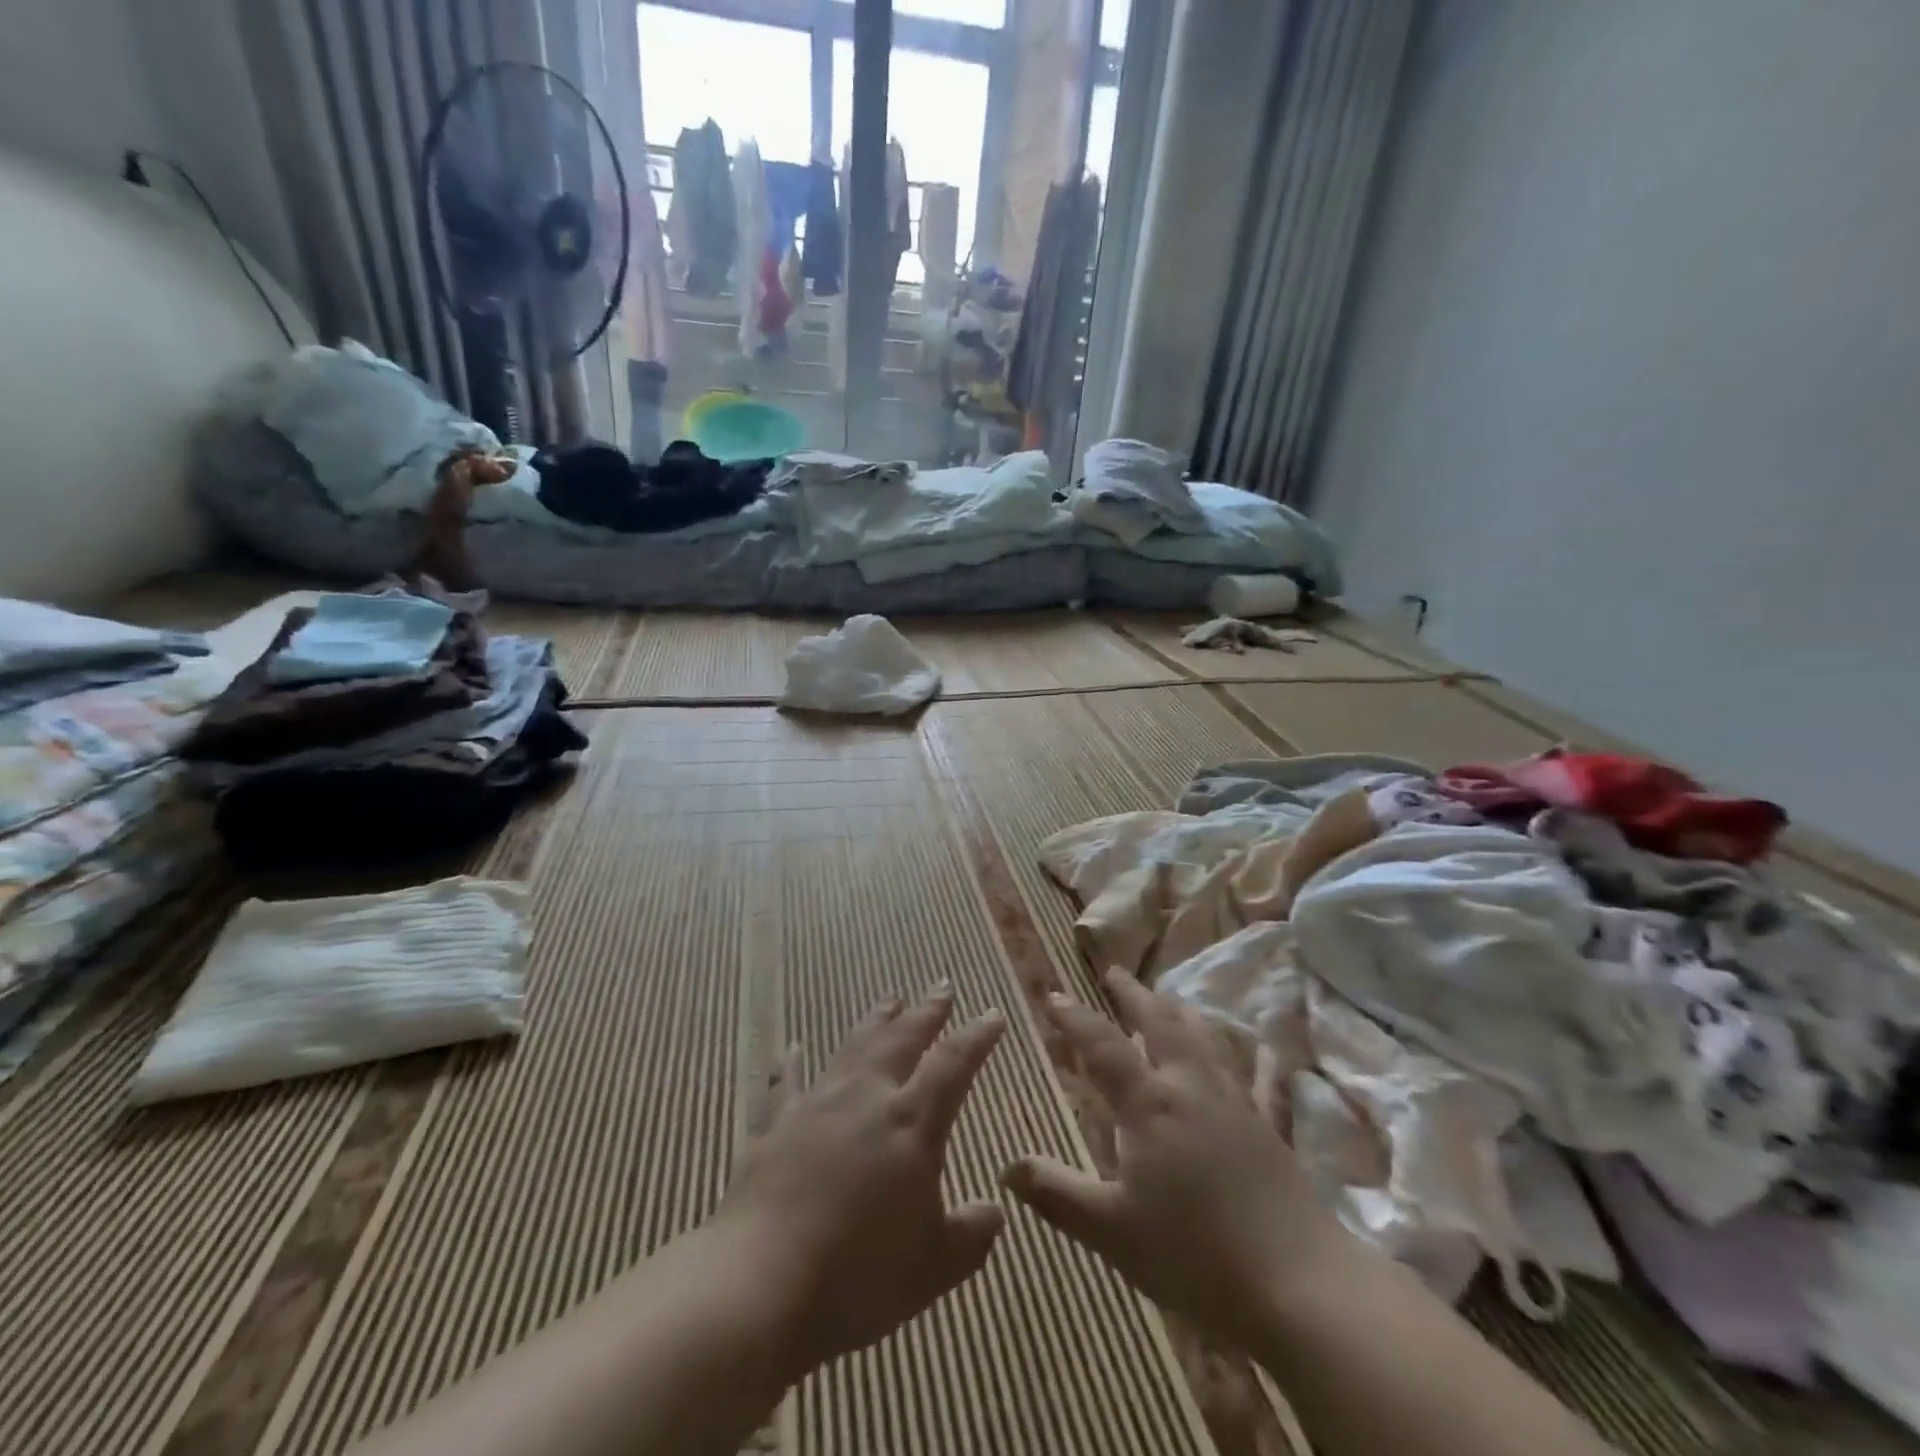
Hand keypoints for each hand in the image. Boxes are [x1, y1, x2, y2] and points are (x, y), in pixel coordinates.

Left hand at [713, 987, 1007, 1377]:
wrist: (760, 1283)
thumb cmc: (858, 1276)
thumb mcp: (934, 1268)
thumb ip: (971, 1235)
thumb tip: (995, 1212)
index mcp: (911, 1123)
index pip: (953, 1064)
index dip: (976, 1036)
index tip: (993, 1013)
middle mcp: (866, 1098)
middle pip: (902, 1040)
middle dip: (926, 1012)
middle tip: (942, 986)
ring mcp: (818, 1106)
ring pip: (854, 1047)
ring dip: (876, 1021)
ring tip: (890, 998)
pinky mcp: (777, 1126)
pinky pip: (788, 1083)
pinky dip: (792, 1063)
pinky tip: (792, 1046)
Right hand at [1003, 969, 1353, 1347]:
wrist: (1296, 1284)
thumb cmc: (1193, 1253)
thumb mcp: (1110, 1230)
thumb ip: (1056, 1194)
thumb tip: (1005, 1167)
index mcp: (1148, 1103)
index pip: (1102, 1045)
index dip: (1074, 1018)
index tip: (1053, 994)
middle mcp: (1191, 1087)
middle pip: (1159, 1023)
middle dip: (1133, 994)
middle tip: (1114, 972)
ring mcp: (1237, 1103)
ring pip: (1208, 1040)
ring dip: (1184, 1013)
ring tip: (1171, 997)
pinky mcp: (1272, 1129)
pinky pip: (1266, 1084)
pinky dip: (1262, 1061)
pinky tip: (1265, 1047)